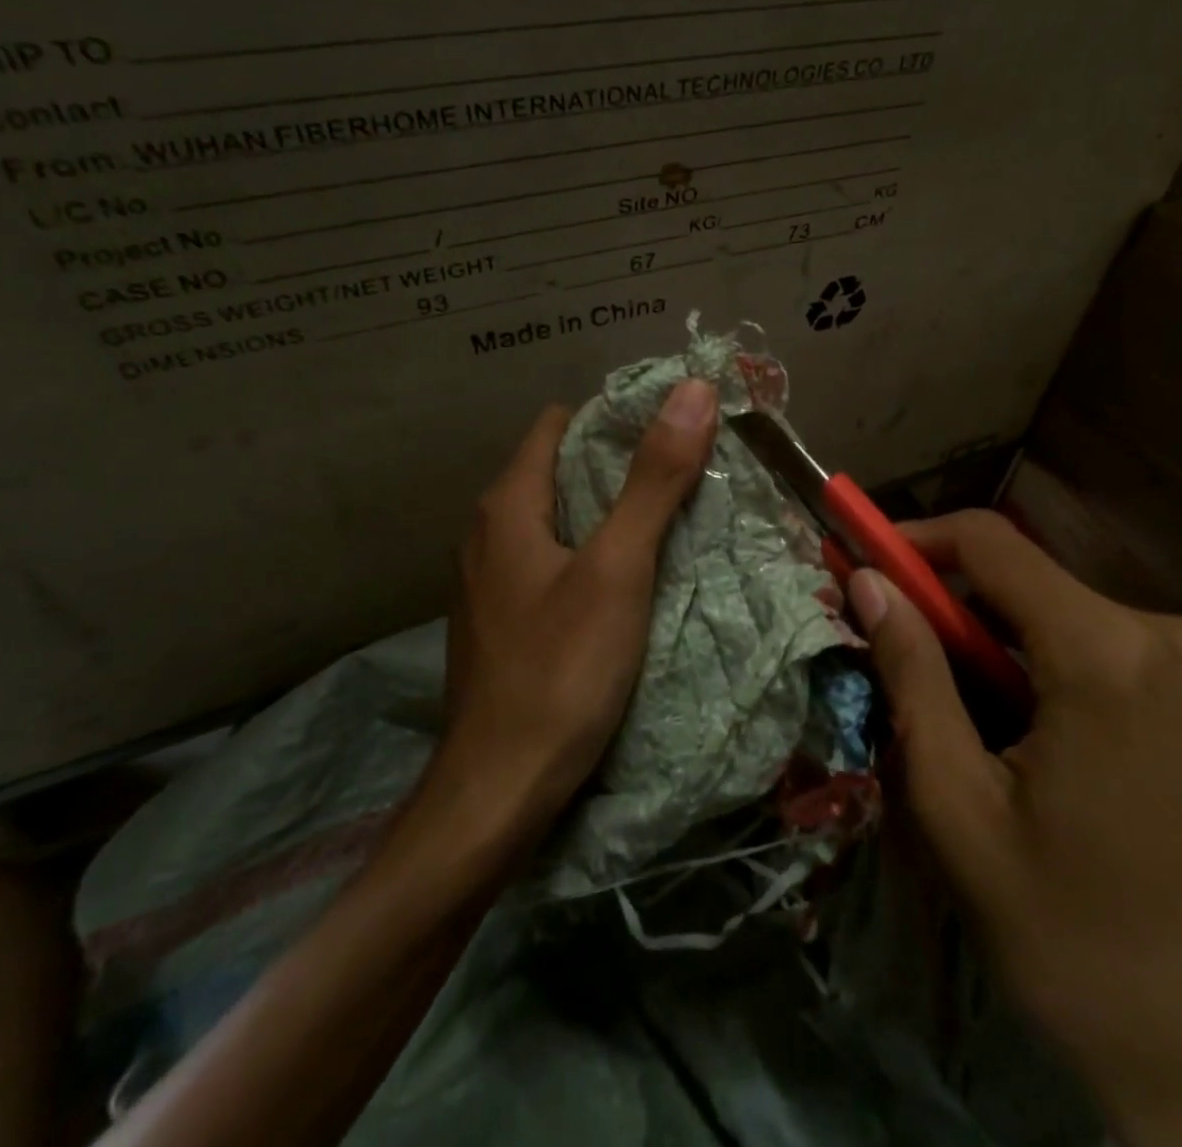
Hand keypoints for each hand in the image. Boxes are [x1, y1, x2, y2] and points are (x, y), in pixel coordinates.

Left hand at [434, 381, 718, 828]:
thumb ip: (653, 480)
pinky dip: (590, 556)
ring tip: (670, 523)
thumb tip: (693, 389)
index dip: (615, 419)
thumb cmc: (559, 670)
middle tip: (688, 477)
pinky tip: (629, 581)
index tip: (675, 432)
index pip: (561, 424)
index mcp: (508, 504)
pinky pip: (551, 562)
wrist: (497, 791)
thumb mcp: (616, 569)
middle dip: (621, 467)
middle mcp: (488, 530)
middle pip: (561, 470)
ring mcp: (490, 579)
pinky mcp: (503, 619)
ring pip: (558, 520)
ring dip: (609, 514)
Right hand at [848, 511, 1181, 1146]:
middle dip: (954, 608)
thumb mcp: (960, 807)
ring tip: (966, 720)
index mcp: (1111, 655)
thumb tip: (867, 583)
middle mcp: (1178, 636)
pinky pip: (1114, 648)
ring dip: (1002, 645)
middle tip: (900, 658)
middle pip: (1030, 582)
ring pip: (1068, 615)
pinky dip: (1054, 667)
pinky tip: (1036, 739)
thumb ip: (912, 675)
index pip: (991, 543)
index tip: (863, 565)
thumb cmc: (1078, 943)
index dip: (915, 540)